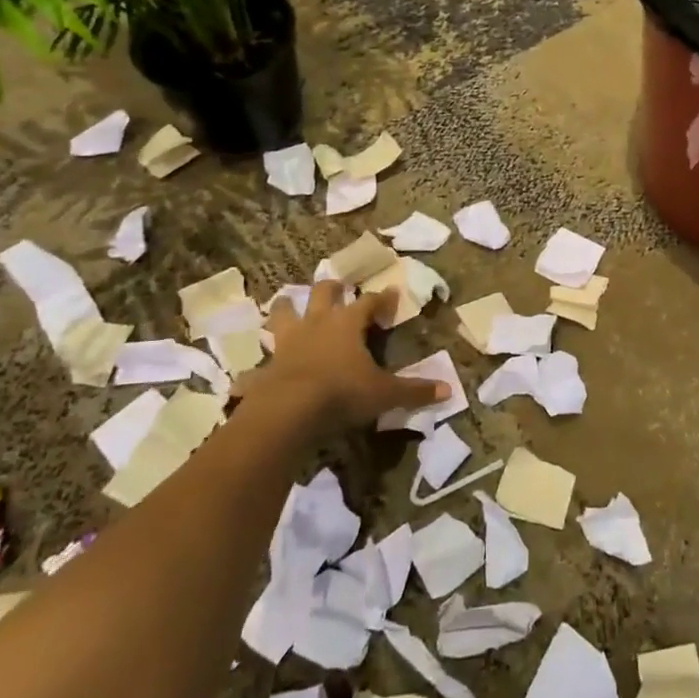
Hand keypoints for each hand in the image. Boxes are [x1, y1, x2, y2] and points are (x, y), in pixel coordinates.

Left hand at [245, 282, 446, 429]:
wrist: (288, 411)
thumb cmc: (342, 392)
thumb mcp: (385, 393)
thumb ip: (415, 390)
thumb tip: (449, 390)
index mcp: (347, 323)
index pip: (369, 302)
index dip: (382, 298)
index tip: (392, 293)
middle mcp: (317, 324)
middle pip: (324, 293)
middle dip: (332, 288)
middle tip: (339, 286)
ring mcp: (287, 343)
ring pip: (284, 313)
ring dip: (286, 308)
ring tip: (287, 302)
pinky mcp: (266, 367)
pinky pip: (259, 365)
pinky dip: (256, 368)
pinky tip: (249, 375)